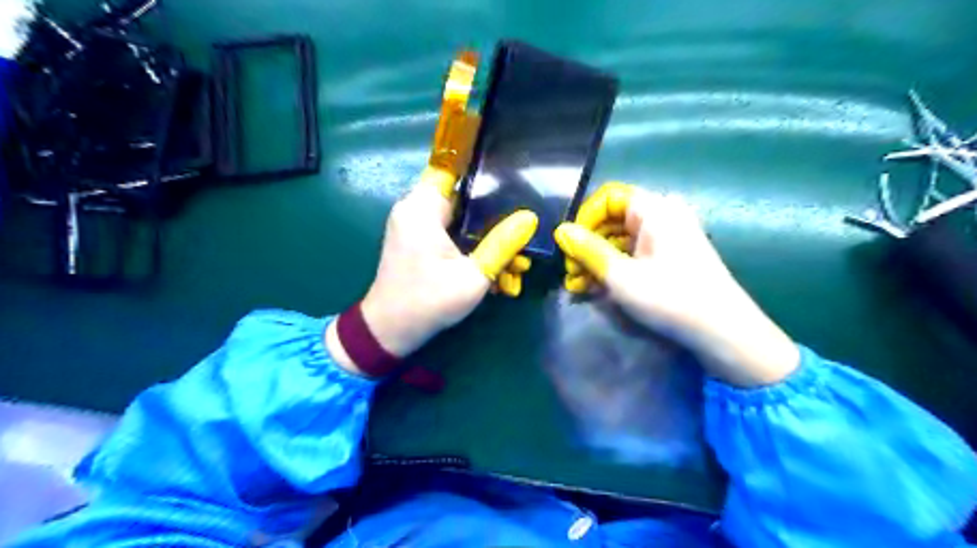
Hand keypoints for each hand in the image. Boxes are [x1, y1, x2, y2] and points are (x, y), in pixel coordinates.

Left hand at [333, 168, 538, 371]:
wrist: (389, 332)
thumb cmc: (428, 302)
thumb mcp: (473, 277)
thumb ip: (502, 245)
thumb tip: (530, 218)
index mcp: (422, 208)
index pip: (452, 166)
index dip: (481, 168)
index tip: (513, 176)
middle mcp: (415, 209)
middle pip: (462, 194)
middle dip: (493, 211)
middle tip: (522, 225)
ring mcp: (415, 225)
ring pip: (459, 216)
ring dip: (485, 234)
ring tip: (514, 255)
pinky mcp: (418, 240)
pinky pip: (450, 231)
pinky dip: (470, 243)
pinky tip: (493, 263)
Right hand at [554, 181, 796, 384]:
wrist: (724, 332)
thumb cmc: (670, 298)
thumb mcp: (621, 275)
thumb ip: (587, 250)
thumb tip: (561, 230)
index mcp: (655, 209)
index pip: (608, 197)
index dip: (584, 219)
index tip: (569, 247)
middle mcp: (663, 215)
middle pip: (613, 219)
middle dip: (587, 245)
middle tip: (570, 273)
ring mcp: (669, 237)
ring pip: (622, 239)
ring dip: (597, 260)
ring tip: (578, 286)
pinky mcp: (672, 257)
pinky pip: (635, 253)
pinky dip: (616, 267)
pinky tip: (598, 289)